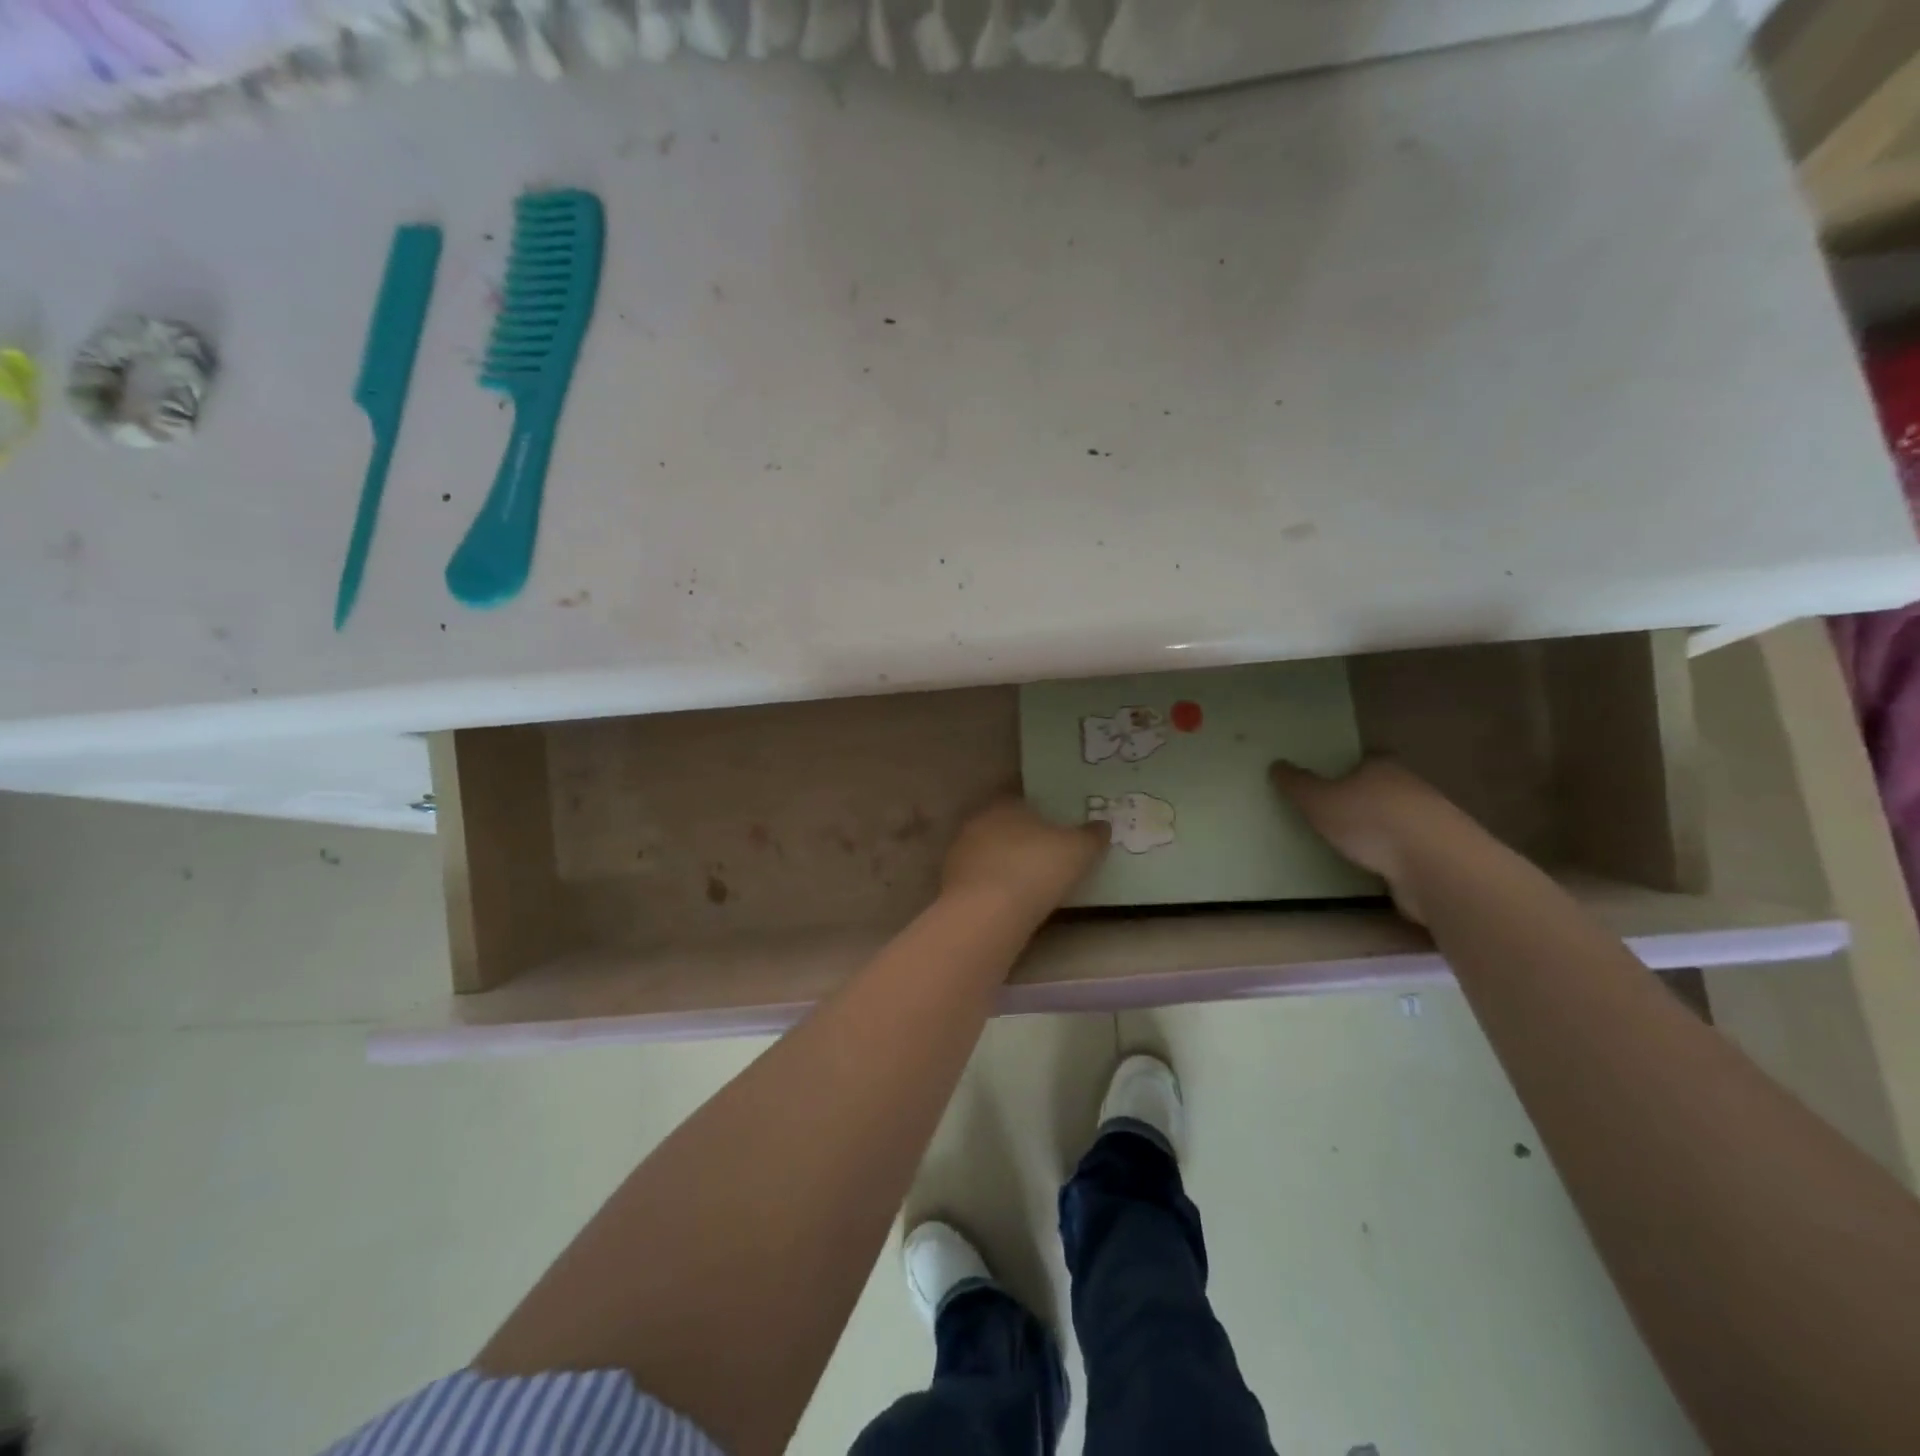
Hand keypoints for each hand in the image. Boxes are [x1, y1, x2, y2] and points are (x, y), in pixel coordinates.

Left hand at [942, 797, 1109, 924]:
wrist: (988, 912)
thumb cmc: (1037, 868)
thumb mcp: (1078, 850)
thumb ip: (1092, 836)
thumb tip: (1103, 825)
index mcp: (1006, 804)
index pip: (1023, 803)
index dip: (1041, 817)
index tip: (1056, 834)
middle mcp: (978, 822)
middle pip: (1004, 828)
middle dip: (1021, 841)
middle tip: (1045, 860)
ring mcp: (960, 853)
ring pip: (988, 854)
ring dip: (1004, 866)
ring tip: (1029, 886)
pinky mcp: (950, 884)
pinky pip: (979, 881)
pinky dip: (992, 888)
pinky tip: (1008, 904)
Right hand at [1270, 759, 1468, 923]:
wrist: (1434, 865)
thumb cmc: (1370, 822)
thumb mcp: (1319, 801)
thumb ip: (1297, 784)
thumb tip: (1276, 764)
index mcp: (1382, 766)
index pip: (1365, 758)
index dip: (1348, 767)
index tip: (1330, 779)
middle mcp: (1411, 786)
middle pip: (1383, 787)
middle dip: (1363, 798)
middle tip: (1334, 812)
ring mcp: (1430, 820)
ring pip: (1399, 818)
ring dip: (1381, 829)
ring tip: (1352, 844)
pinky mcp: (1439, 854)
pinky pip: (1409, 849)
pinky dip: (1395, 855)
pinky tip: (1377, 867)